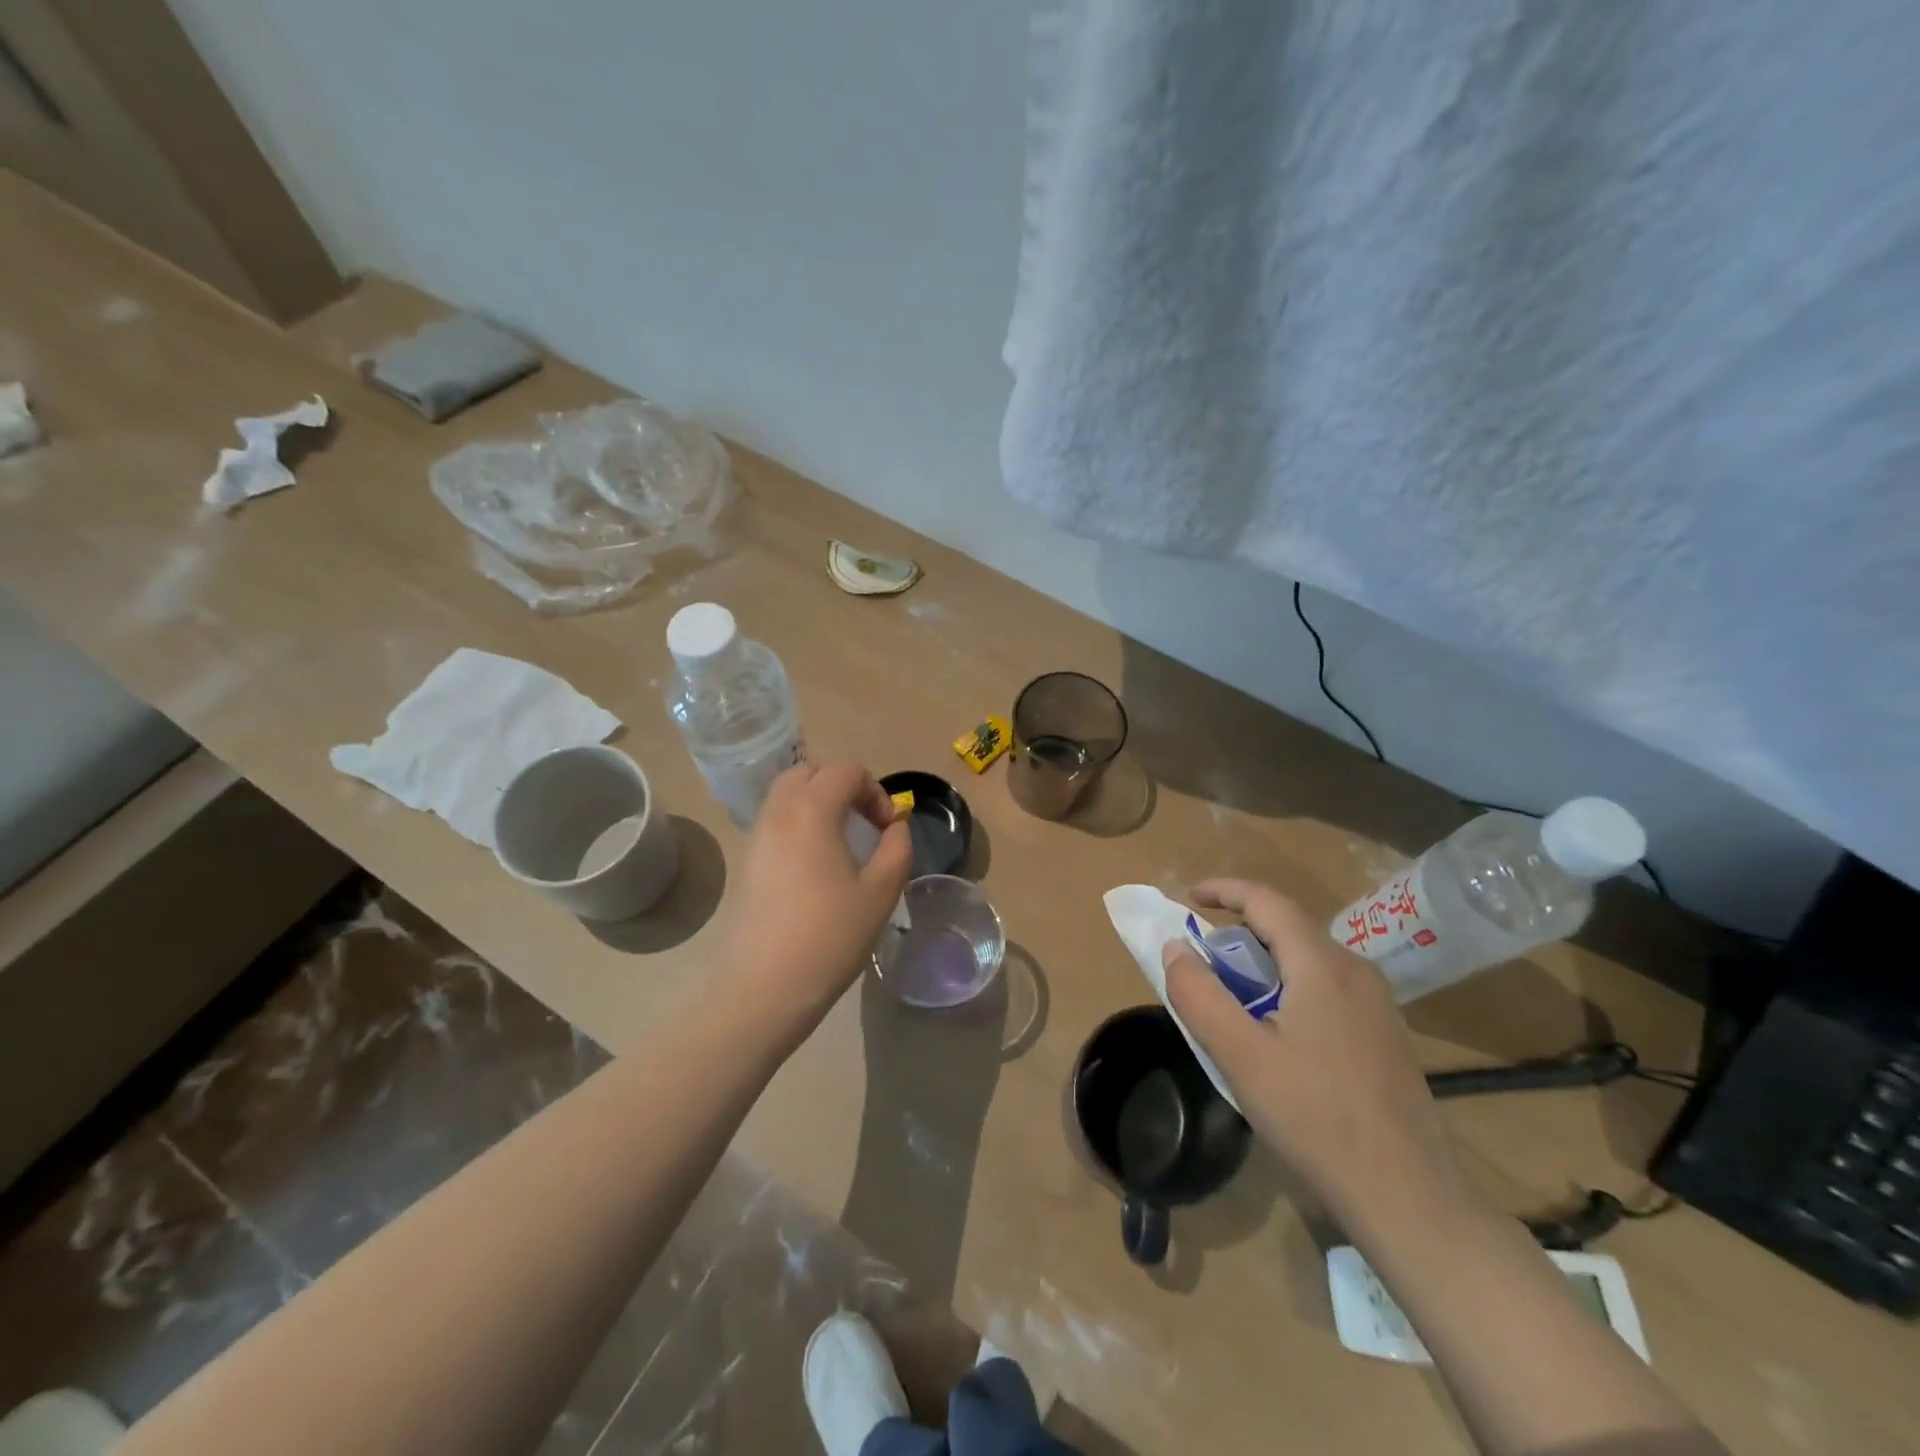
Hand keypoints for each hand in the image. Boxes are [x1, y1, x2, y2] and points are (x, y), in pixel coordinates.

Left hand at [729, 763, 912, 1034]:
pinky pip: (774, 824)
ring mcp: (755, 838)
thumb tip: (895, 828)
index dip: (875, 792)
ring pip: (786, 797)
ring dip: (817, 805)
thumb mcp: (881, 892)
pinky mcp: (745, 864)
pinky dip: (797, 826)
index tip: (887, 830)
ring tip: (841, 845)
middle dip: (841, 787)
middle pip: (808, 773)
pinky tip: (814, 868)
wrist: (763, 988)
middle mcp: (777, 814)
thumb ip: (897, 849)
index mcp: (811, 811)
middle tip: (863, 824)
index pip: (846, 772)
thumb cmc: (829, 936)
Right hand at [1162, 880, 1473, 1243]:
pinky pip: (1328, 986)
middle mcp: (1356, 971)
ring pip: (1310, 958)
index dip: (1224, 890)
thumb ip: (1199, 995)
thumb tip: (1175, 947)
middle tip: (1203, 957)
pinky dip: (1290, 984)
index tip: (1188, 898)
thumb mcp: (1240, 1056)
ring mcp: (1378, 1004)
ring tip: (1233, 995)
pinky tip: (1278, 1031)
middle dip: (1240, 929)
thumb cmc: (1316, 1118)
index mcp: (1323, 966)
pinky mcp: (1386, 1034)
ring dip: (1264, 960)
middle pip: (1290, 927)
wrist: (1408, 1197)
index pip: (1268, 901)